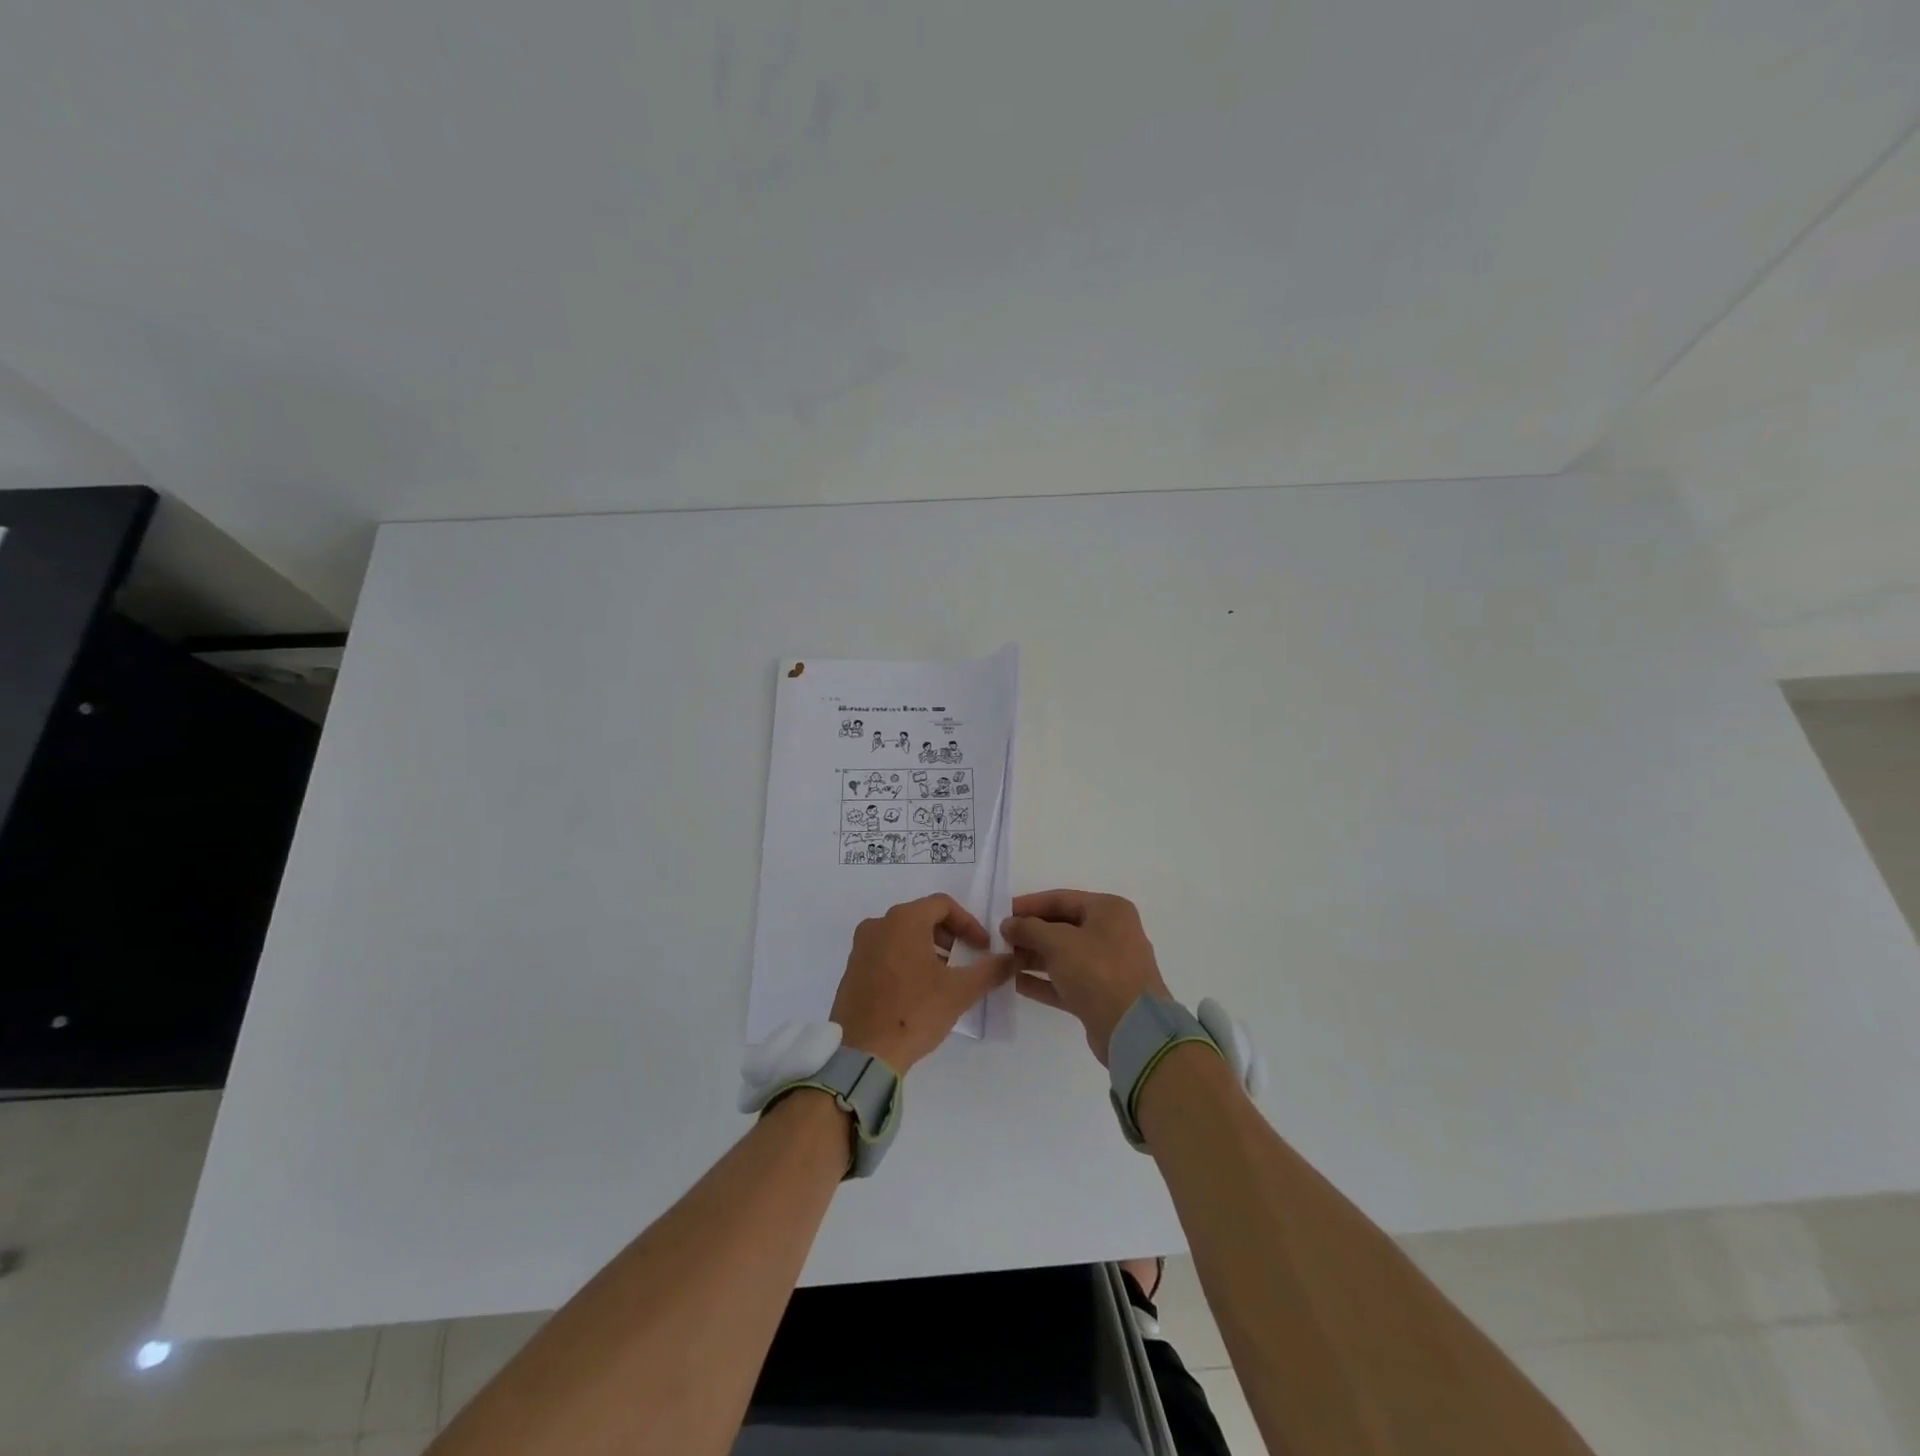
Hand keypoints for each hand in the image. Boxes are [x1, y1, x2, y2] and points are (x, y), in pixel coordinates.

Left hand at [831, 895, 1012, 1071]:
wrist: (863, 1053)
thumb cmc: (914, 1013)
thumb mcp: (960, 992)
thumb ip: (990, 970)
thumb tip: (1011, 959)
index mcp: (903, 920)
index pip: (943, 905)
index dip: (968, 923)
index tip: (982, 947)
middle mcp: (878, 925)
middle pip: (921, 916)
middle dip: (948, 935)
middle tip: (965, 958)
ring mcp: (860, 947)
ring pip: (901, 935)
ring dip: (927, 948)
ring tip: (943, 976)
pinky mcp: (851, 969)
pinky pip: (884, 952)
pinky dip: (905, 960)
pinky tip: (916, 990)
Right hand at [1003, 890, 1170, 1063]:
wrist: (1133, 1029)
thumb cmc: (1097, 971)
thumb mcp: (1058, 942)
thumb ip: (1029, 928)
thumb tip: (1008, 924)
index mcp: (1109, 910)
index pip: (1061, 899)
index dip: (1029, 905)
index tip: (1001, 913)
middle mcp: (1111, 933)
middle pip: (1062, 927)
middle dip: (1029, 933)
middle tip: (998, 940)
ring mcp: (1107, 966)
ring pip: (1063, 955)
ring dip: (1032, 957)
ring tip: (1001, 961)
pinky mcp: (1100, 995)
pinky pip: (1066, 980)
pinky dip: (1043, 980)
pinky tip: (1015, 982)